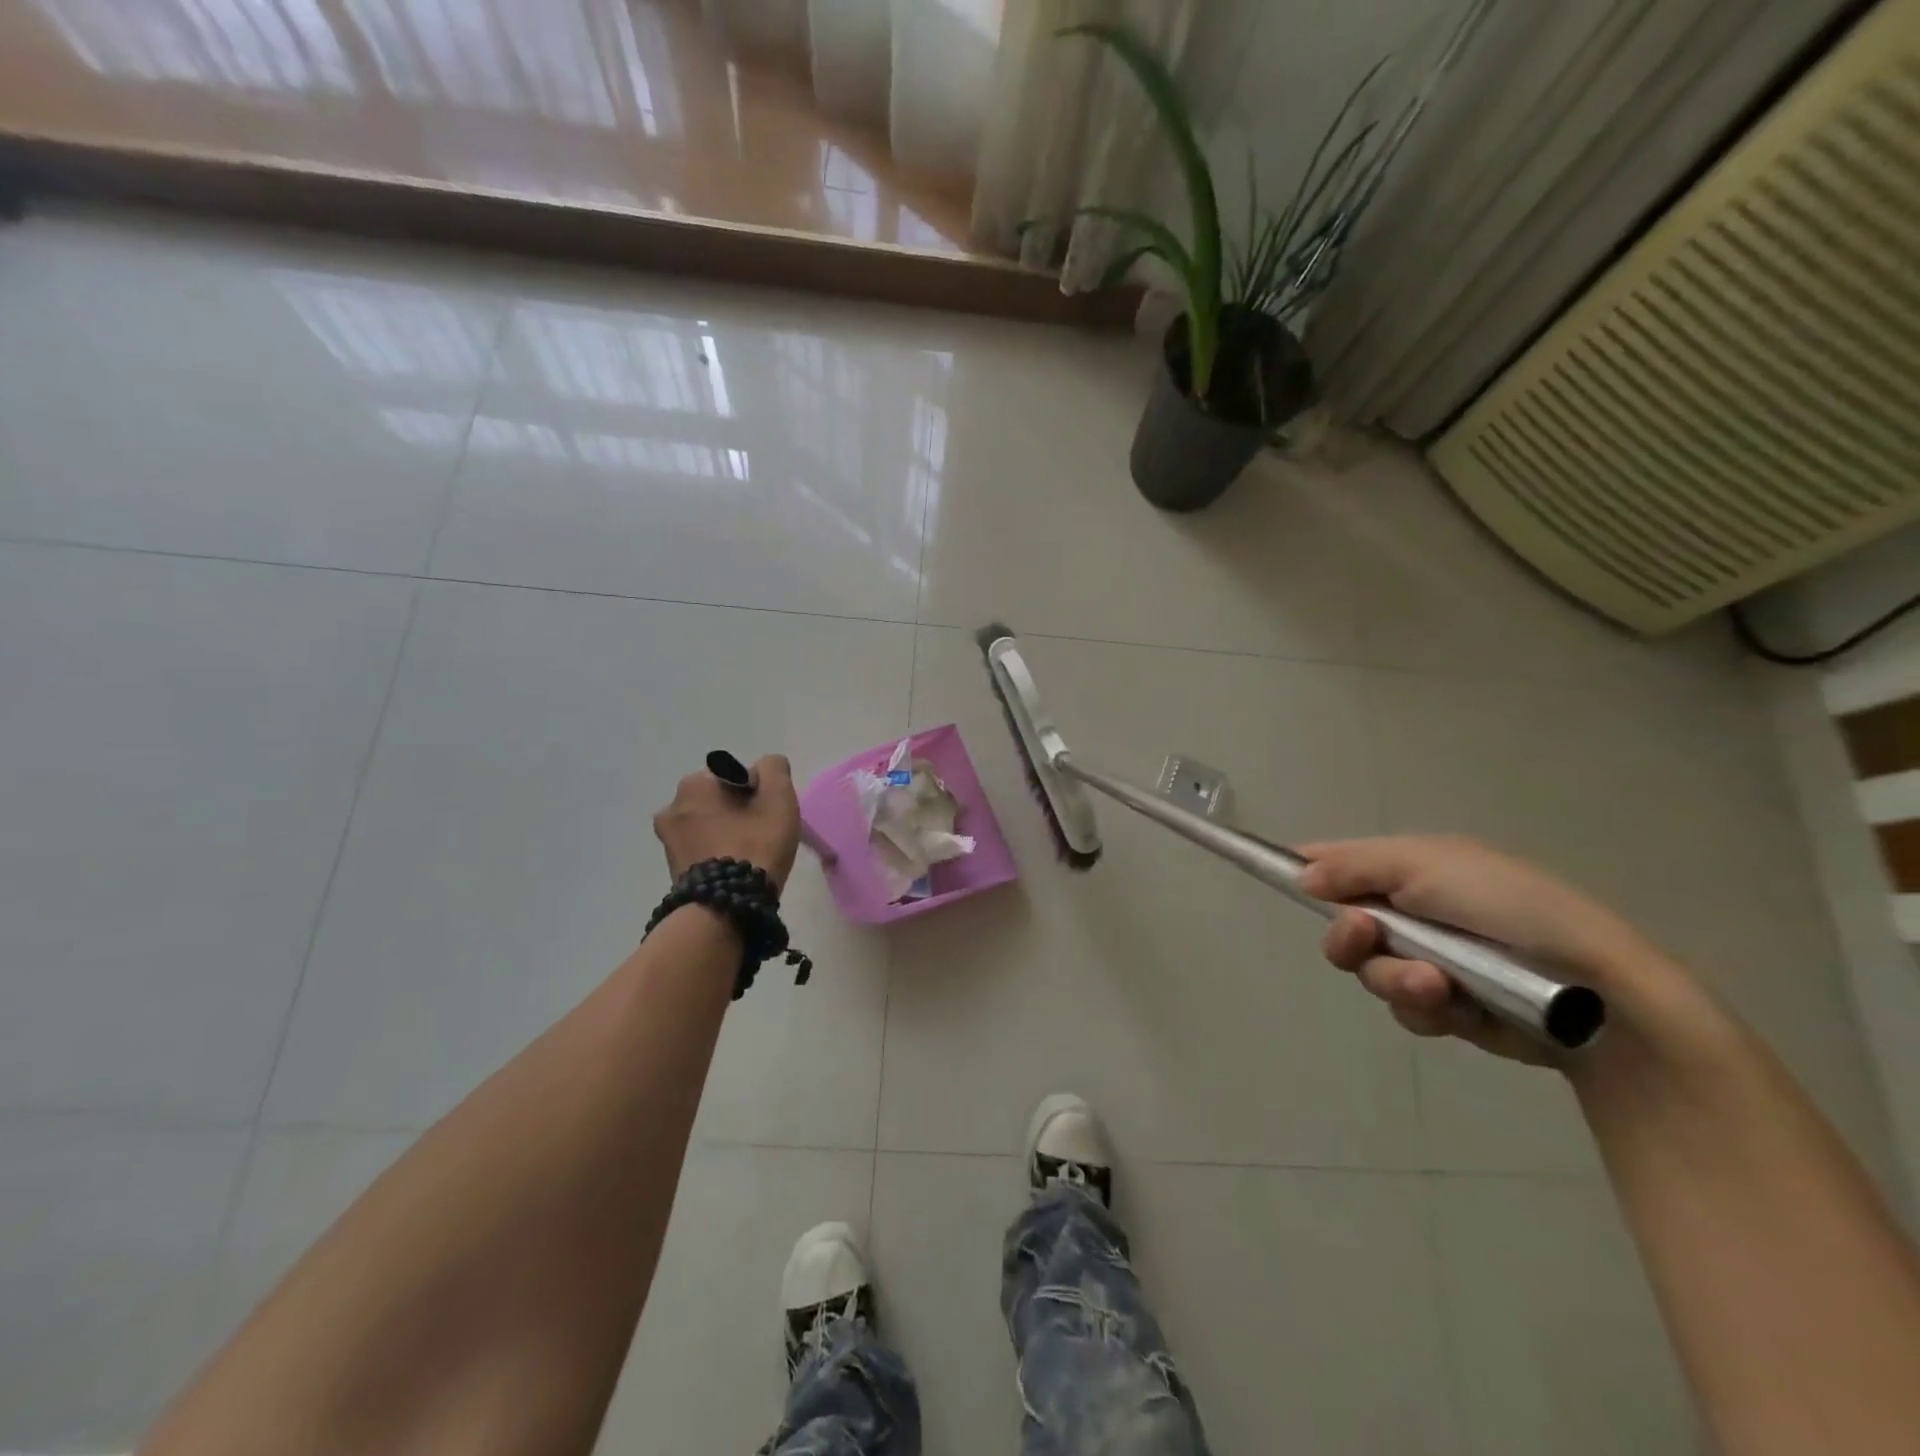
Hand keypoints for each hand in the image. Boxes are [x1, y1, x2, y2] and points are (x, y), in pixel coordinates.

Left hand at [654, 755, 801, 891]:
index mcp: (694, 784)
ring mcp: (667, 841)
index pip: (735, 776)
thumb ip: (774, 770)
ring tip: (749, 856)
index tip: (770, 814)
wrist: (726, 907)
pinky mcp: (671, 869)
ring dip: (726, 833)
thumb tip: (766, 766)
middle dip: (738, 812)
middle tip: (762, 835)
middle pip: (719, 801)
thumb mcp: (778, 798)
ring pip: (709, 826)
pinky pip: (701, 850)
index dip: (758, 792)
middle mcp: (671, 807)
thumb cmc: (754, 845)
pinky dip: (716, 854)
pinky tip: (734, 869)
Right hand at [1298, 835, 1668, 1066]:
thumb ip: (1356, 868)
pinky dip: (1425, 1008)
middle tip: (1364, 937)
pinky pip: (1406, 1009)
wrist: (1600, 995)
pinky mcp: (1449, 1006)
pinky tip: (1457, 1007)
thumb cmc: (1512, 909)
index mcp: (1411, 868)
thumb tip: (1301, 875)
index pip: (1339, 861)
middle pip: (1342, 925)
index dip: (1305, 869)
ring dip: (1394, 979)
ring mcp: (1430, 960)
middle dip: (1348, 937)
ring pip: (1371, 972)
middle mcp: (1413, 911)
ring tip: (1436, 985)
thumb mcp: (1429, 867)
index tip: (1276, 876)